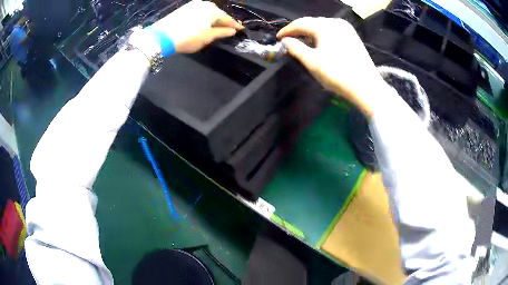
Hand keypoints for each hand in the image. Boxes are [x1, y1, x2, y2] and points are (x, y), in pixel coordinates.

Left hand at [151, 0, 242, 52]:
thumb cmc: (188, 37)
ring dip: (212, 20)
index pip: (227, 18)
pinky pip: (199, 13)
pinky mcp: (184, 8)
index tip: (242, 29)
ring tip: (216, 28)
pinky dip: (203, 19)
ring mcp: (192, 5)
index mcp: (212, 10)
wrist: (161, 36)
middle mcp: (204, 4)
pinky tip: (203, 24)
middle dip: (223, 22)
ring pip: (207, 13)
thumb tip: (233, 30)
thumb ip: (222, 32)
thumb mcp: (207, 37)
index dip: (234, 25)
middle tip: (228, 29)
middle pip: (217, 14)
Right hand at [277, 17, 387, 116]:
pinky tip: (319, 43)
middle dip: (299, 30)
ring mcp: (346, 28)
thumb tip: (285, 41)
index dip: (287, 30)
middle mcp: (336, 22)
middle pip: (312, 22)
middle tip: (289, 40)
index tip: (278, 38)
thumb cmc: (337, 74)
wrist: (366, 86)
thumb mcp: (312, 62)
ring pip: (322, 26)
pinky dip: (322, 35)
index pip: (300, 23)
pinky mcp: (352, 36)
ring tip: (302, 42)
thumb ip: (296, 49)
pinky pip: (332, 31)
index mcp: (325, 26)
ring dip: (310, 32)